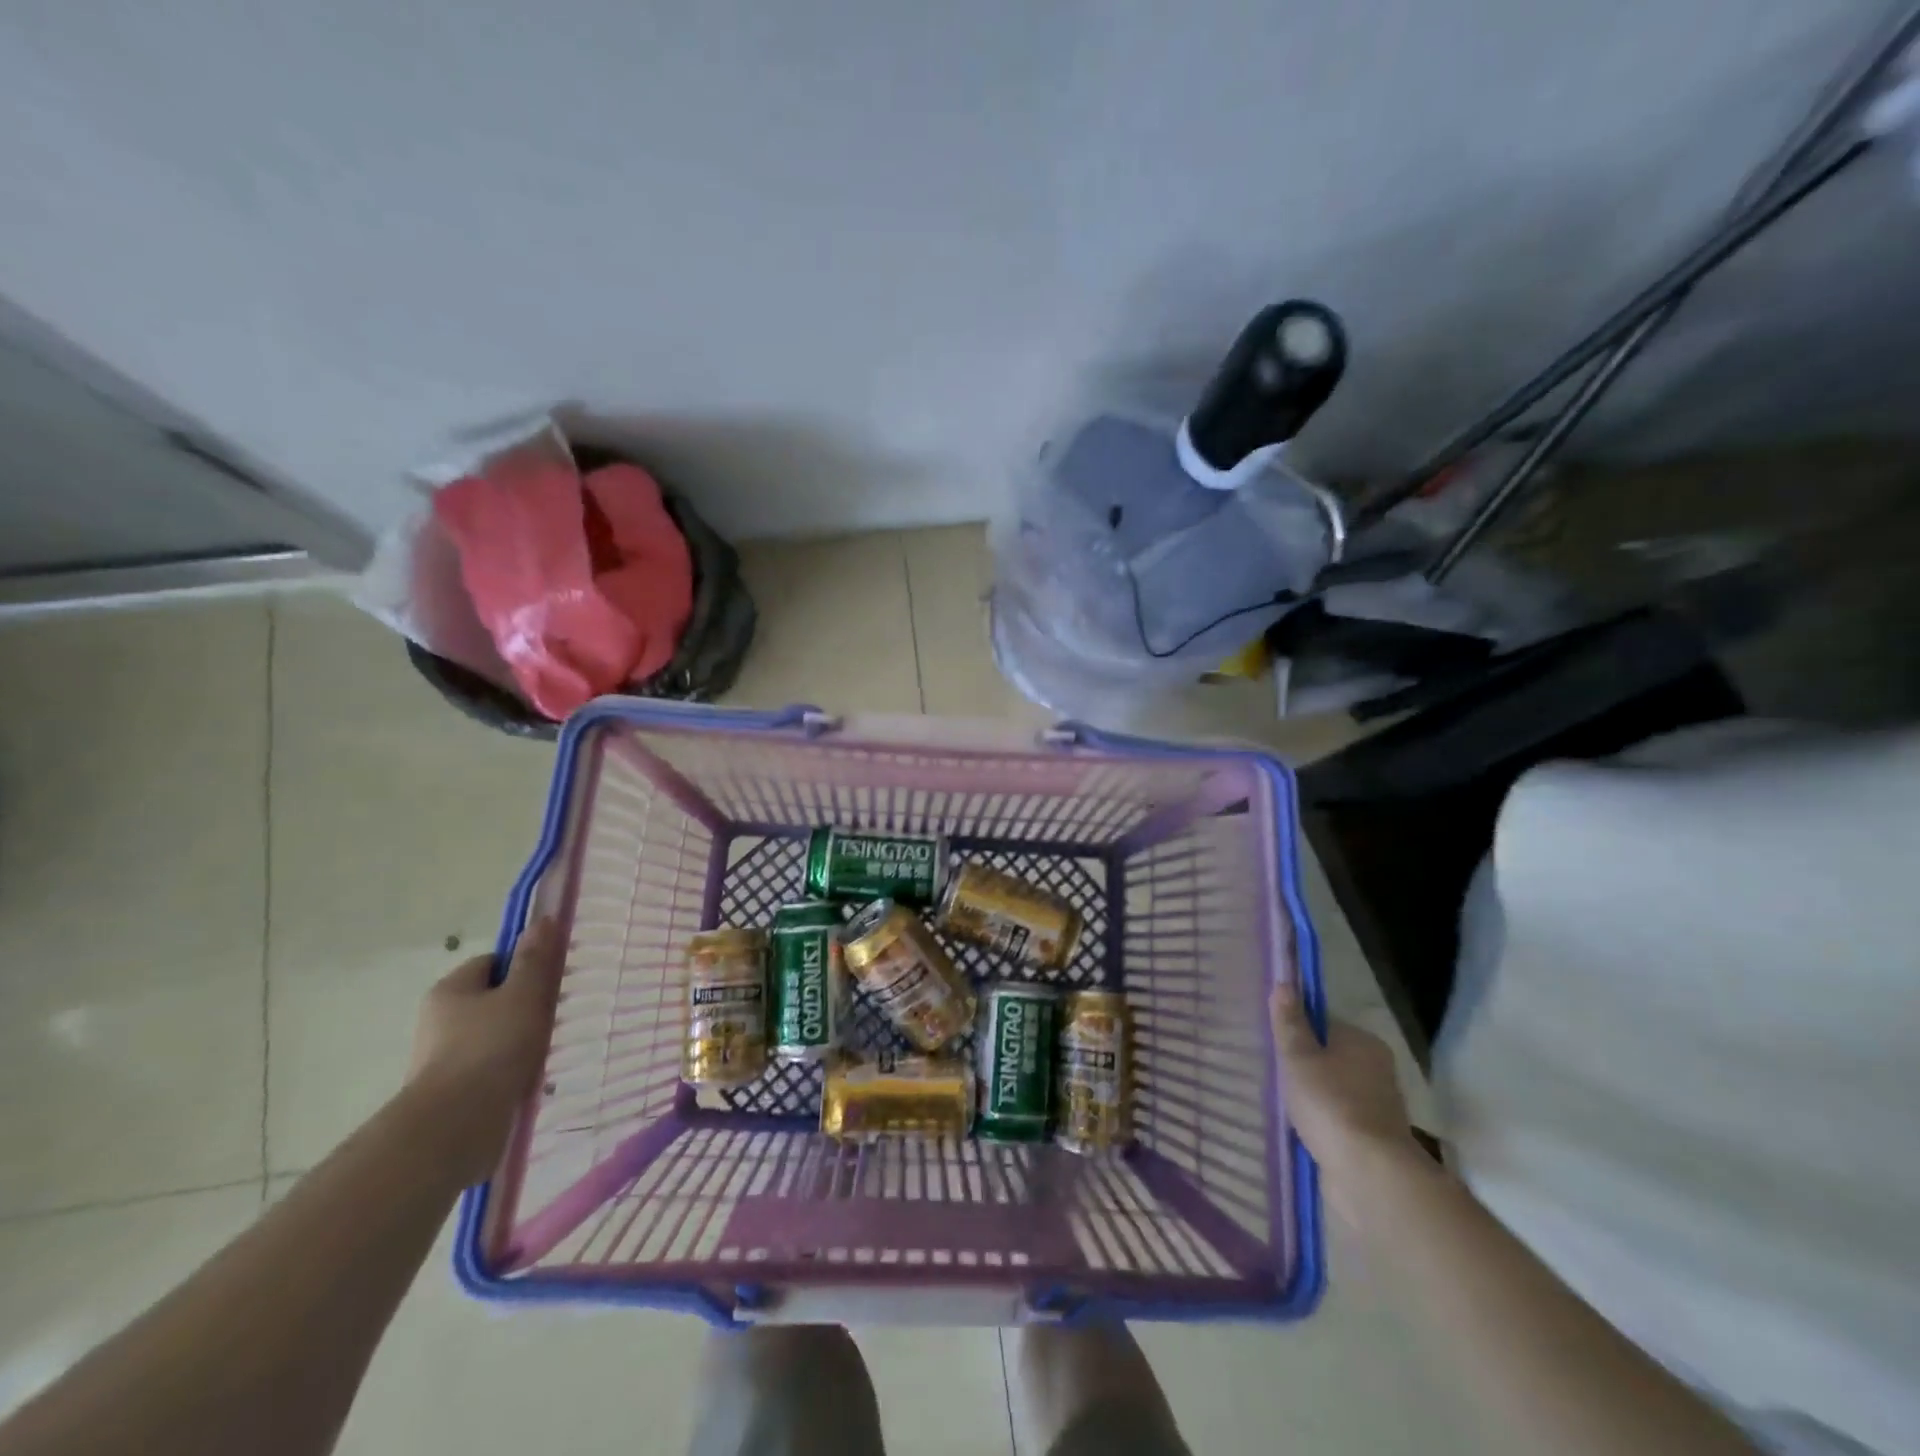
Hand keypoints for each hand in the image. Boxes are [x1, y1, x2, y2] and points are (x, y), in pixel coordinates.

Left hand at [404, 916, 564, 1185]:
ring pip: (495, 1037)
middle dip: (526, 1006)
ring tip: (552, 1050)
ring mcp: (444, 1059)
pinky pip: (491, 1071)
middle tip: (559, 1013)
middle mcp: (440, 1020)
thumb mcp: (524, 995)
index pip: (493, 963)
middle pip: (494, 1000)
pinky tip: (535, 1080)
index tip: (553, 980)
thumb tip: (541, 920)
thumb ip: (535, 959)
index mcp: (451, 990)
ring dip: (522, 1042)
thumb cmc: (490, 1049)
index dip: (525, 966)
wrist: (453, 1129)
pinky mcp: (453, 1093)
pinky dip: (512, 1072)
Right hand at [1271, 990, 1417, 1217]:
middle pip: (1328, 1057)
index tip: (1273, 1045)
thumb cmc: (1330, 1104)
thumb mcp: (1298, 1057)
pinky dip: (1320, 1122)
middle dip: (1302, 1066)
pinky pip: (1337, 1119)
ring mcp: (1377, 1106)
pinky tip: (1299, 1128)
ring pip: (1332, 1090)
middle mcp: (1376, 1069)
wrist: (1369, 1175)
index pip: (1323, 1025)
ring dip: (1311, 1096)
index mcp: (1363, 1042)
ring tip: (1281, 1103)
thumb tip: (1284, 983)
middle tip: (1273, 1074)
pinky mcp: (1372, 1139)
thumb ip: (1290, 1023)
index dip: (1296, 1031)